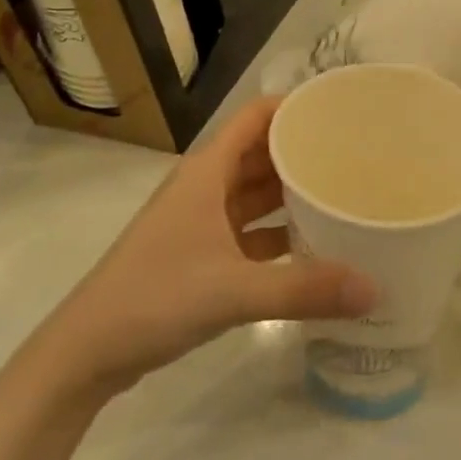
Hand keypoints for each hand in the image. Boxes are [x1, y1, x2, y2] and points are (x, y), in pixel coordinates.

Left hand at [48, 98, 375, 394]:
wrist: (86, 353)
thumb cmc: (155, 297)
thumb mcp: (233, 289)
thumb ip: (304, 288)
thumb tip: (374, 289)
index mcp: (209, 170)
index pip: (257, 116)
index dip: (294, 107)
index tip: (339, 111)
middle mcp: (206, 186)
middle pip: (261, 151)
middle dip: (303, 150)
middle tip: (355, 154)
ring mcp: (201, 221)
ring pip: (256, 192)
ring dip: (291, 192)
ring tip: (342, 192)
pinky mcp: (200, 254)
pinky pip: (249, 230)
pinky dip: (277, 232)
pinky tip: (313, 244)